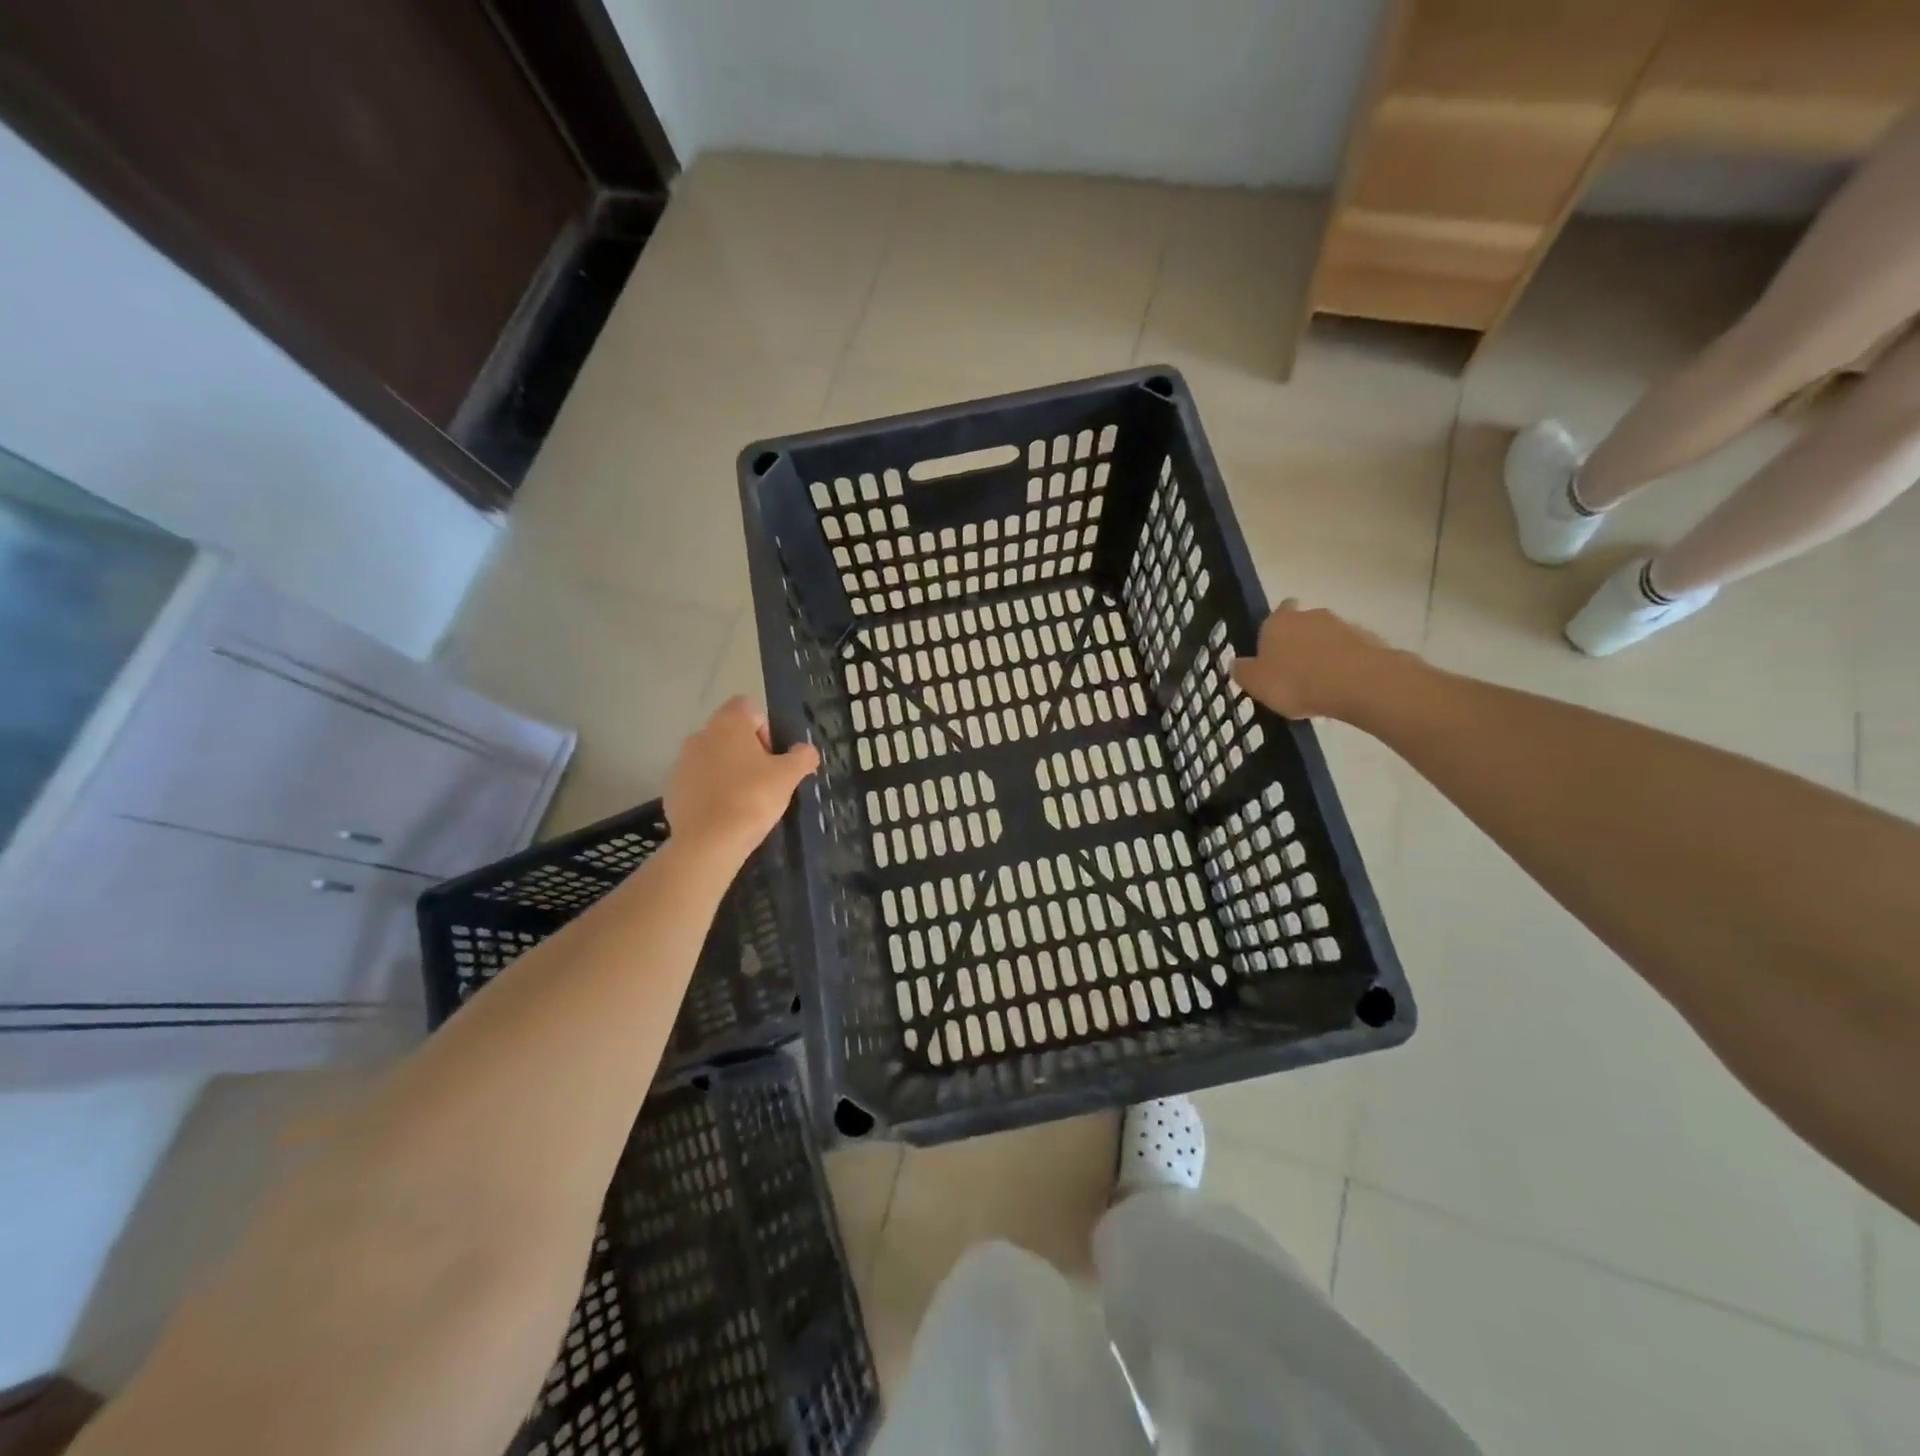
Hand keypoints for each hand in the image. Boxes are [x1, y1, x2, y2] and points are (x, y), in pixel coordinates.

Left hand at [664, 697, 818, 863]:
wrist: (708, 842)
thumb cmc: (752, 798)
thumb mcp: (789, 776)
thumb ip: (802, 757)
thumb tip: (806, 750)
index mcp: (728, 724)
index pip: (747, 707)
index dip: (765, 727)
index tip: (774, 756)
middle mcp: (700, 735)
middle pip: (729, 734)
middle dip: (748, 752)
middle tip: (765, 780)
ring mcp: (681, 763)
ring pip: (712, 758)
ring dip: (729, 772)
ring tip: (745, 800)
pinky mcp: (672, 790)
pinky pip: (698, 783)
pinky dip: (711, 792)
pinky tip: (725, 814)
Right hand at [1230, 600, 1408, 721]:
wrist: (1357, 683)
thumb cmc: (1295, 682)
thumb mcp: (1256, 684)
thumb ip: (1243, 672)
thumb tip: (1236, 664)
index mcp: (1277, 622)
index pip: (1274, 613)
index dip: (1273, 629)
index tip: (1273, 648)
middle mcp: (1309, 616)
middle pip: (1301, 624)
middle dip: (1298, 641)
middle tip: (1293, 669)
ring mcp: (1341, 625)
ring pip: (1326, 637)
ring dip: (1323, 653)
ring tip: (1319, 683)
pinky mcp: (1368, 640)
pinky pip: (1349, 651)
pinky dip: (1344, 664)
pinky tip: (1341, 686)